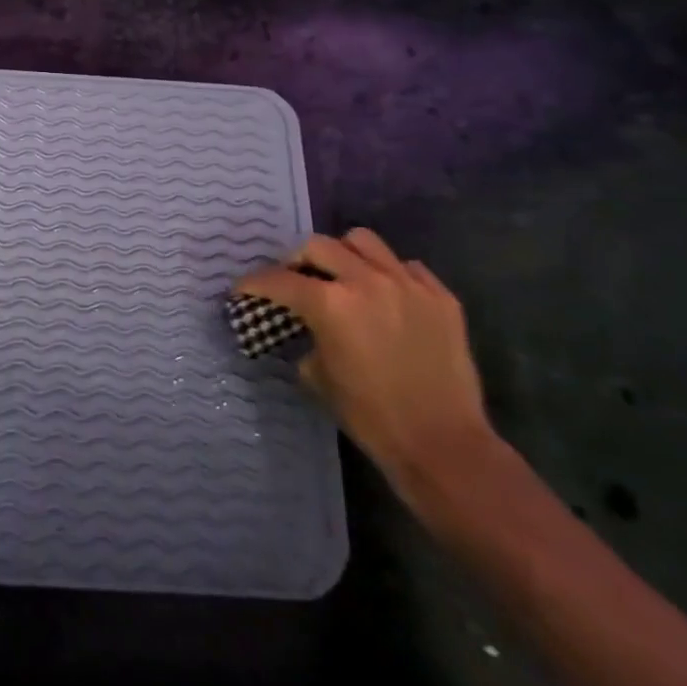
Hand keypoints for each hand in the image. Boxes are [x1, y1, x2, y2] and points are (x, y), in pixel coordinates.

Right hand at [234, 228, 495, 501]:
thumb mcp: (319, 379)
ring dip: (343, 254)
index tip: (243, 288)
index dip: (254, 283)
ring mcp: (408, 284)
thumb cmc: (372, 417)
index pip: (280, 281)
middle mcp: (367, 281)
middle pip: (318, 246)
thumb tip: (308, 331)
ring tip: (342, 275)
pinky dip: (388, 273)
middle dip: (296, 260)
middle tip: (294, 279)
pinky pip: (407, 266)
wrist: (443, 444)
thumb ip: (308, 341)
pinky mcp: (441, 296)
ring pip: (363, 241)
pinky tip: (387, 296)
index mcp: (331, 305)